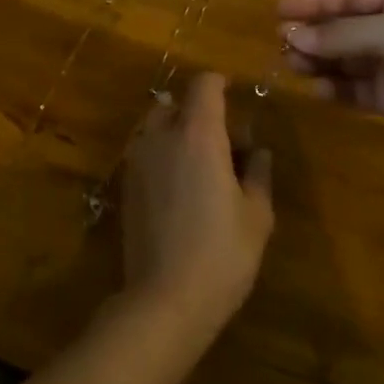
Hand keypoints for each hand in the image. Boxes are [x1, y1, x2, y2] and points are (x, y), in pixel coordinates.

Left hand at [119, 73, 273, 343]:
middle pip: (175, 101)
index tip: (236, 98)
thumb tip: (258, 152)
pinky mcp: (125, 184)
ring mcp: (137, 159)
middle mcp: (161, 136)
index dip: (220, 84)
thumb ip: (258, 174)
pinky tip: (179, 189)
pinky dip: (162, 154)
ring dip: (176, 131)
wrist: (164, 299)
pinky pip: (144, 151)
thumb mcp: (257, 216)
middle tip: (223, 142)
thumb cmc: (221, 254)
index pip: (204, 84)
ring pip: (155, 125)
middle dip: (198, 111)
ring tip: (200, 165)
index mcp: (198, 134)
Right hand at [278, 0, 383, 161]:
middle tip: (281, 42)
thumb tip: (293, 35)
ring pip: (344, 58)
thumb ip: (343, 35)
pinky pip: (353, 88)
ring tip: (292, 65)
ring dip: (318, 59)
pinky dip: (333, 87)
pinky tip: (314, 88)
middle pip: (343, 26)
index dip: (314, 1)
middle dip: (313, 32)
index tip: (279, 10)